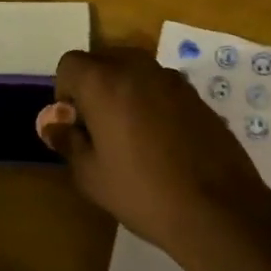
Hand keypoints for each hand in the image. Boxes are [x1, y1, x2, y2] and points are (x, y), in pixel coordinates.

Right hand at [36, 47, 270, 250]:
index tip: (75, 125)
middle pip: (103, 61)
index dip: (65, 92)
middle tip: (98, 130)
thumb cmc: (142, 192)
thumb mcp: (91, 175)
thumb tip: (53, 123)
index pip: (70, 63)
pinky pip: (160, 87)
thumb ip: (67, 140)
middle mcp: (138, 68)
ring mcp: (172, 79)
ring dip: (124, 93)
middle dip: (93, 88)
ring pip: (134, 72)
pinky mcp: (196, 95)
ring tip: (131, 137)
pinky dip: (151, 102)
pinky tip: (161, 142)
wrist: (217, 208)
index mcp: (105, 82)